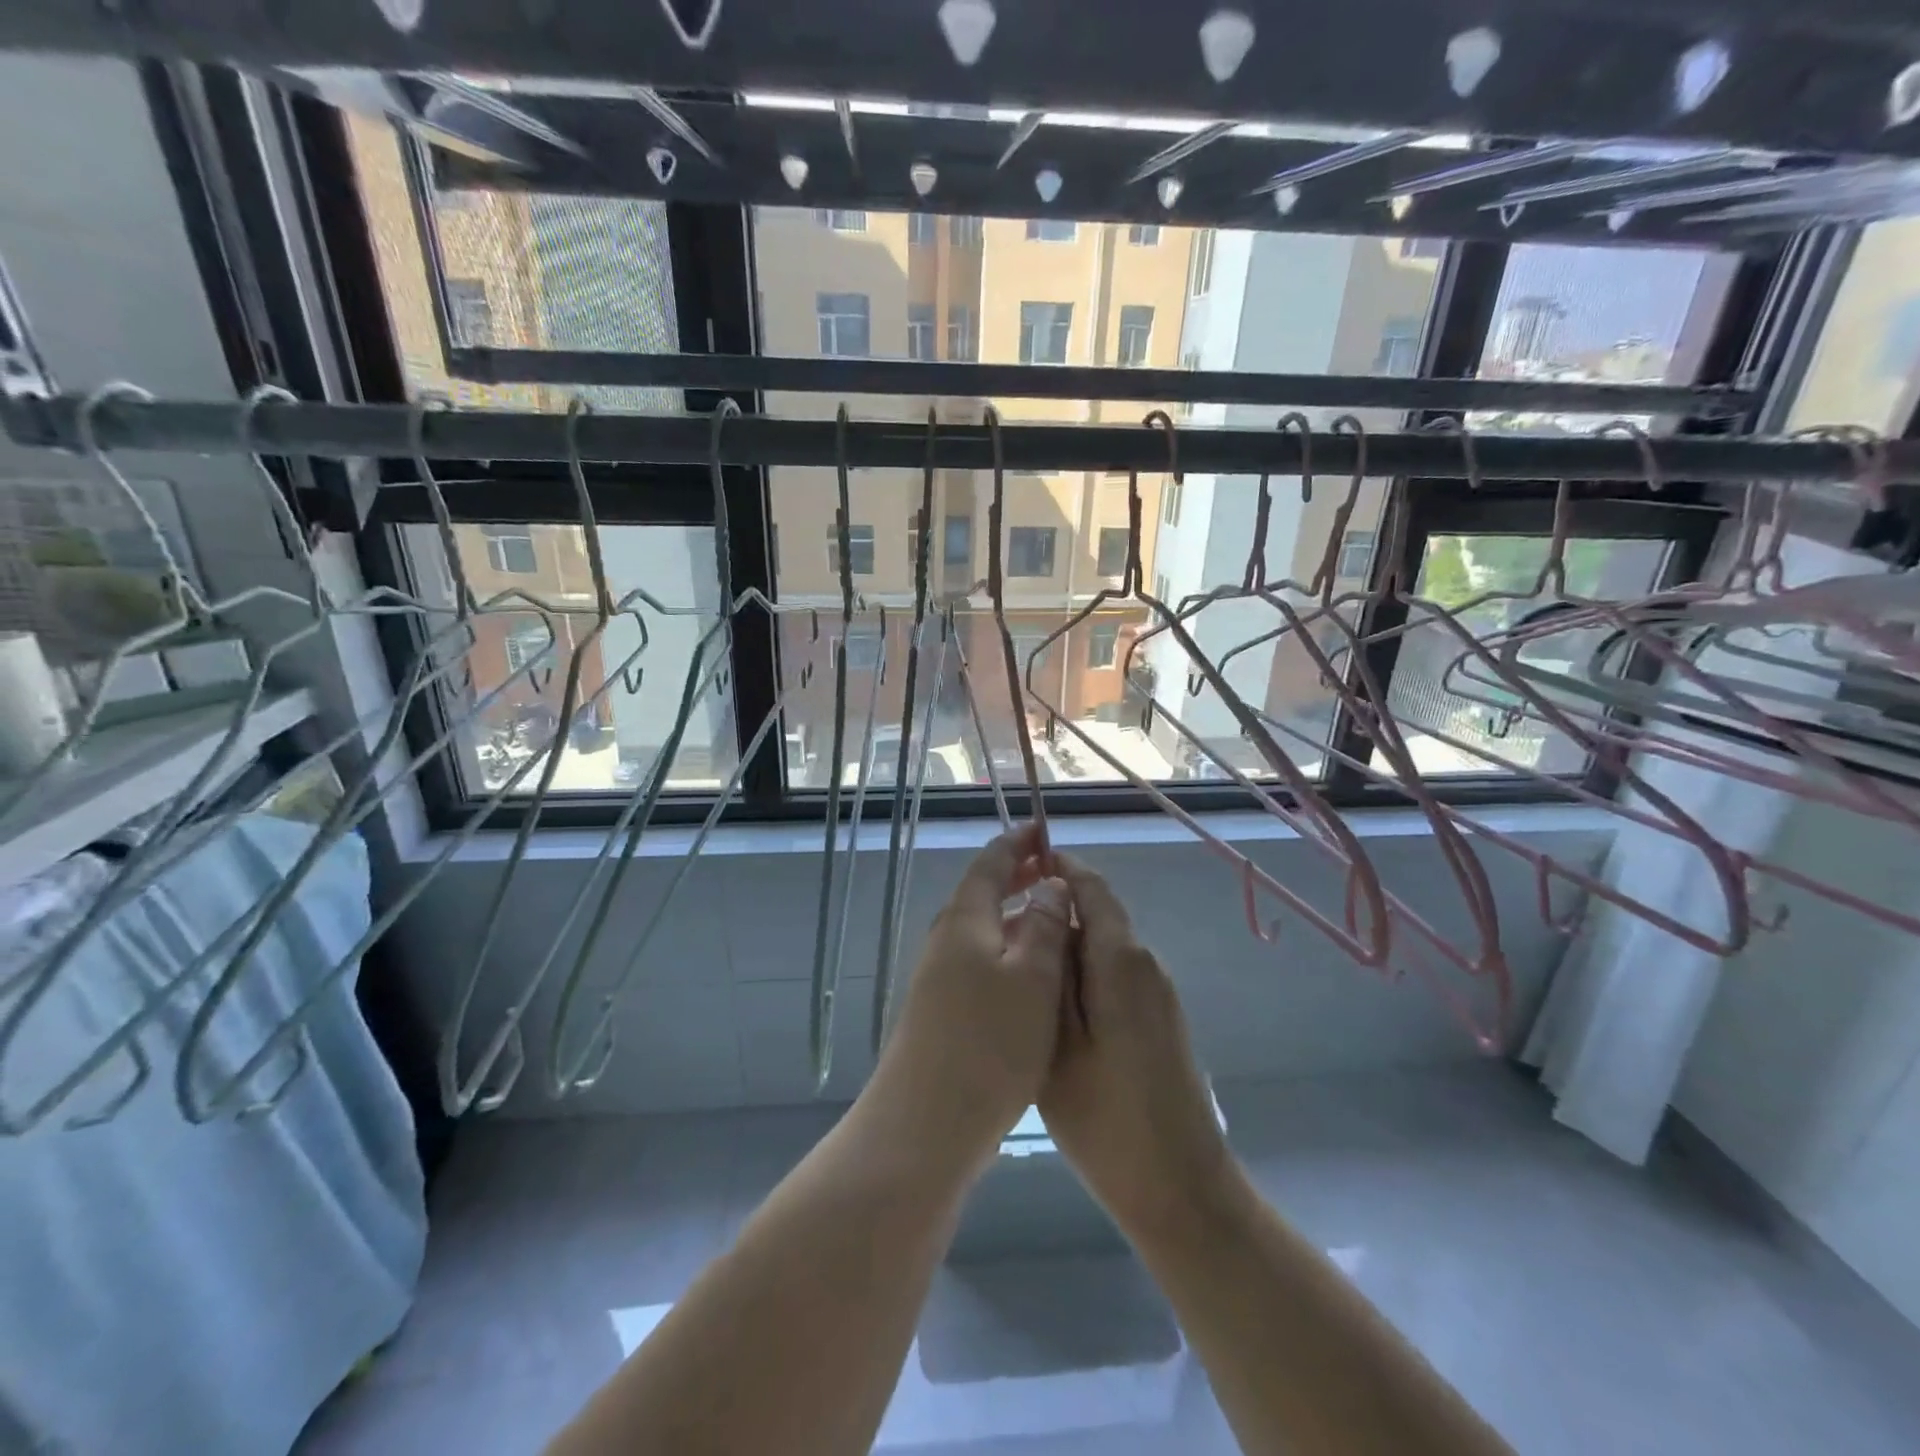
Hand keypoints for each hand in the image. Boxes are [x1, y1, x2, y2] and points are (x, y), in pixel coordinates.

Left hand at [861, 823, 1072, 1177]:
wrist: (926, 1122)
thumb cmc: (989, 1043)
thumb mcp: (1033, 979)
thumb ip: (1045, 926)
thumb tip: (1050, 883)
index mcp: (965, 920)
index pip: (990, 863)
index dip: (1017, 843)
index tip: (1043, 828)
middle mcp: (946, 939)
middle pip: (981, 892)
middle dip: (1016, 874)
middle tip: (1051, 867)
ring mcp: (938, 975)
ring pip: (981, 927)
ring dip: (1013, 911)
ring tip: (1049, 914)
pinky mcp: (941, 1008)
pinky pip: (978, 958)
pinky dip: (1006, 946)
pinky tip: (1028, 971)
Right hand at [1039, 854, 1233, 1236]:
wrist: (1181, 1189)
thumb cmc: (1107, 1120)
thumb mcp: (1057, 1043)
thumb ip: (1050, 972)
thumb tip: (1044, 915)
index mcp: (1121, 961)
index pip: (1091, 888)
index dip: (1059, 866)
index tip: (1020, 861)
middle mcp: (1146, 965)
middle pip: (1097, 914)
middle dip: (1052, 908)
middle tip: (1001, 927)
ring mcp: (1157, 993)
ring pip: (1103, 946)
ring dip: (1064, 943)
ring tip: (1016, 965)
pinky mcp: (1158, 1019)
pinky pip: (1114, 974)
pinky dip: (1081, 972)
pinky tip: (1049, 1004)